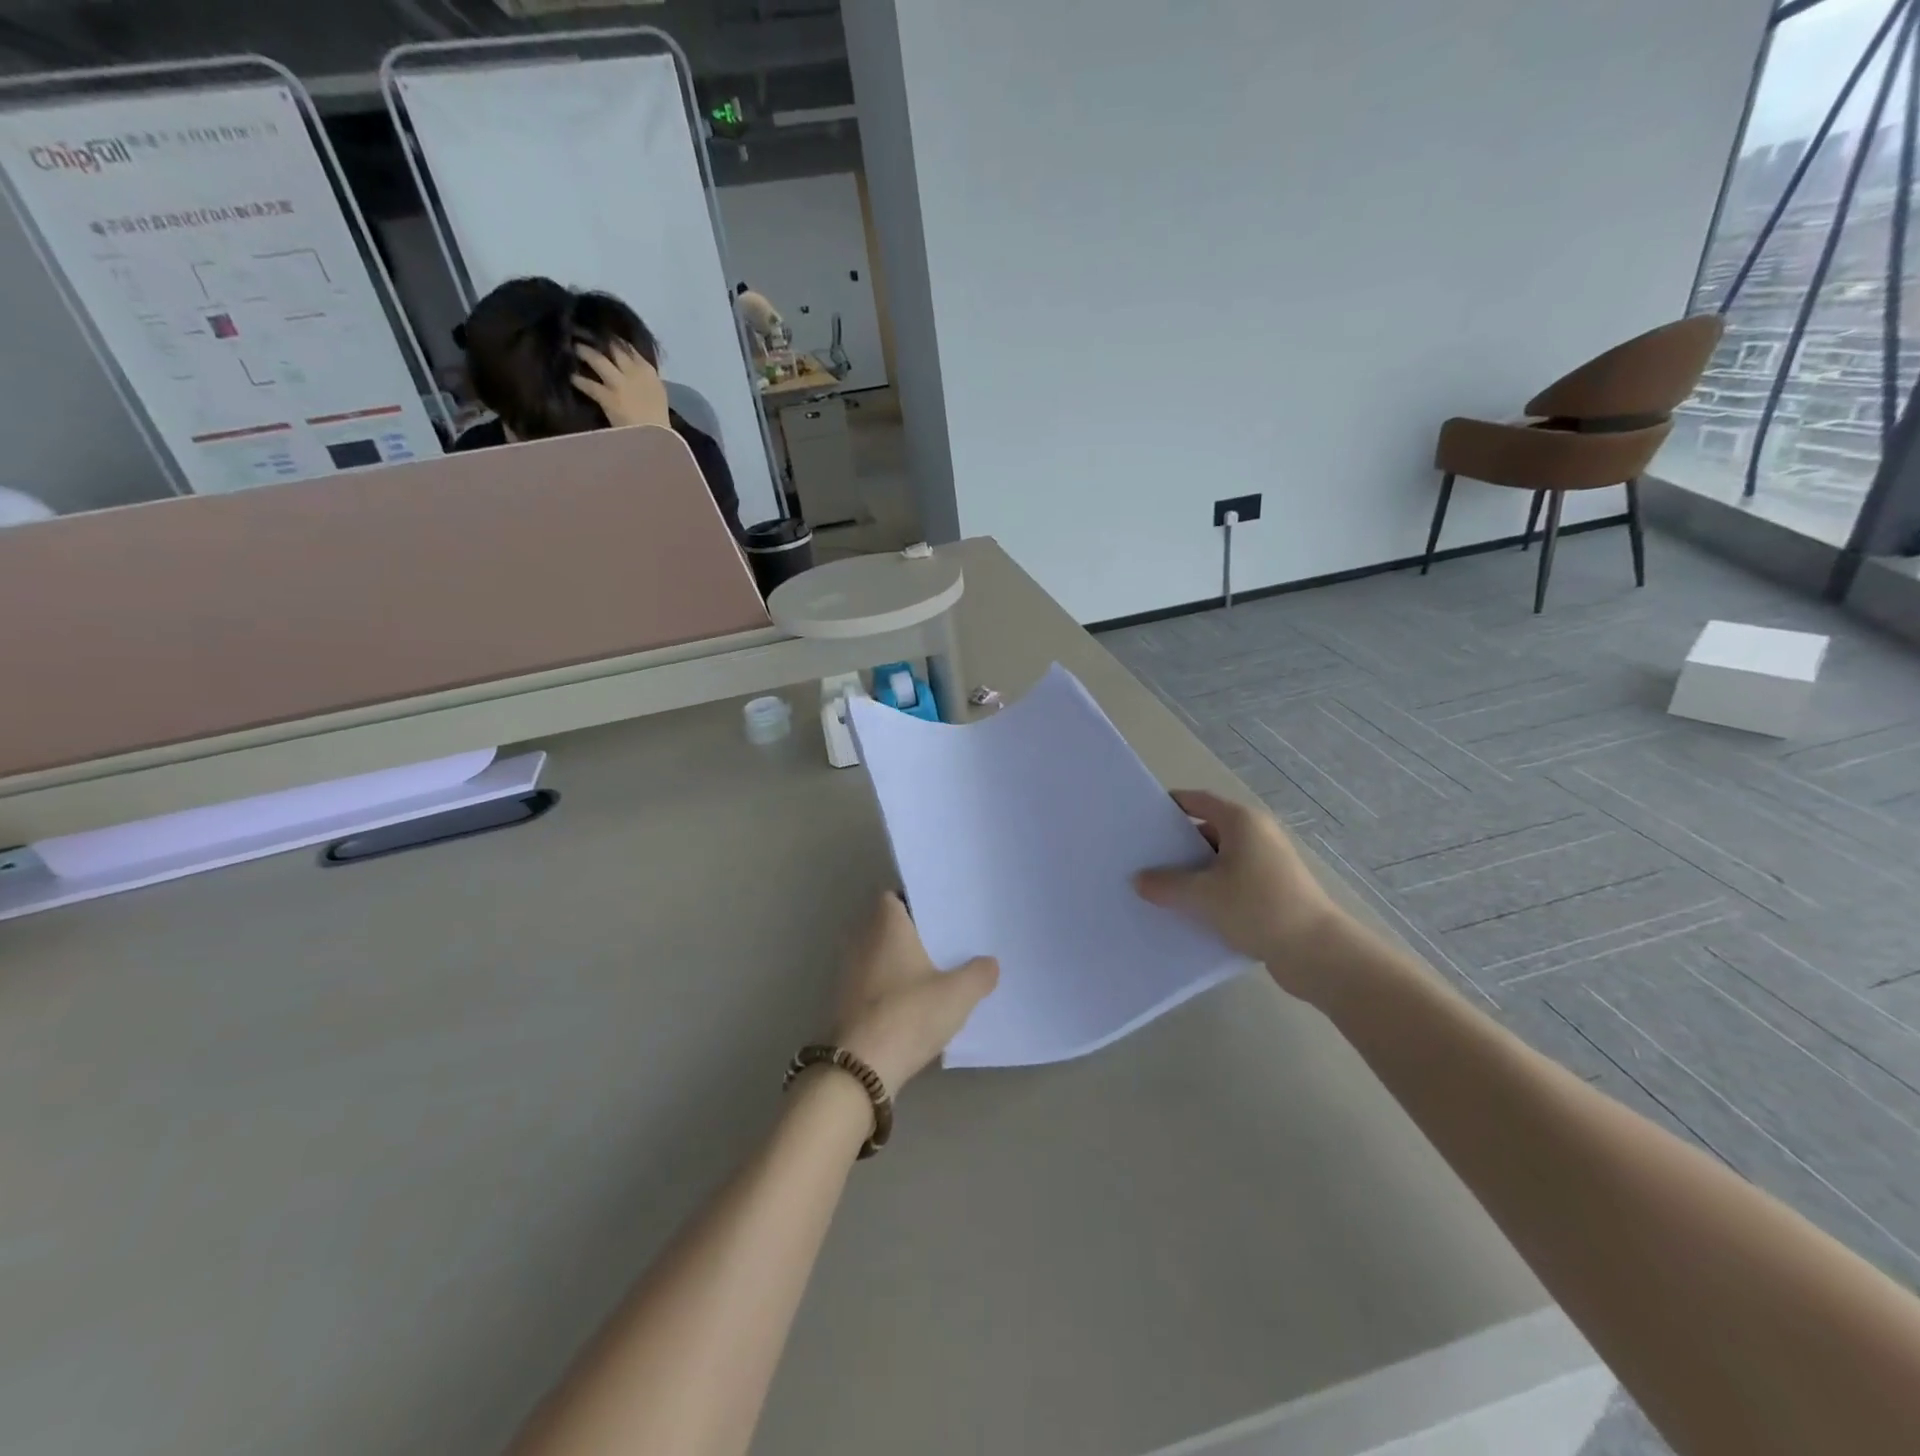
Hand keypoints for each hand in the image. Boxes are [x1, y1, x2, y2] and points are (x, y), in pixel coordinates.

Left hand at [573, 342, 670, 428]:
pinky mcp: (608, 398)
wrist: (656, 438)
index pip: (629, 347)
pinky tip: (572, 378)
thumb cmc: (658, 419)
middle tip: (582, 333)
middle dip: (597, 339)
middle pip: (612, 347)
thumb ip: (644, 378)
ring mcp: (620, 384)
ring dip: (584, 352)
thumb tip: (630, 368)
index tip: (603, 334)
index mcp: (649, 371)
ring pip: (598, 359)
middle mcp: (634, 372)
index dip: (614, 339)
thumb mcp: (657, 393)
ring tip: (573, 348)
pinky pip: (589, 384)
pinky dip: (579, 380)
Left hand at [832, 893, 998, 1091]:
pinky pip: (873, 984)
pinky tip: (915, 1005)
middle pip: (888, 927)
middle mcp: (861, 941)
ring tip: (936, 973)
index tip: (941, 912)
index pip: (893, 897)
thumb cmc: (908, 1015)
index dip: (915, 901)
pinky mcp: (845, 1004)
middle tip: (947, 941)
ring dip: (901, 963)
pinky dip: (891, 988)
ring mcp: (849, 974)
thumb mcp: (957, 994)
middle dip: (913, 934)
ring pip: (880, 957)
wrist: (860, 1067)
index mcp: (886, 926)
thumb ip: (978, 974)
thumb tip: (990, 963)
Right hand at [1134, 789, 1348, 1000]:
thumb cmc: (1258, 908)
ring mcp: (1268, 865)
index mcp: (1242, 822)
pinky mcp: (1274, 892)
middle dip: (1176, 846)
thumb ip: (1166, 884)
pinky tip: (1190, 913)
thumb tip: (1139, 880)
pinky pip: (1232, 884)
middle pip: (1207, 831)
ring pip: (1219, 862)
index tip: (1142, 819)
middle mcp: (1257, 836)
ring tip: (1160, 889)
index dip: (1170, 806)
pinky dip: (1212, 893)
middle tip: (1144, 859)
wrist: (1317, 953)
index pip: (1198, 801)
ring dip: (1193, 874)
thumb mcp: (1202, 896)